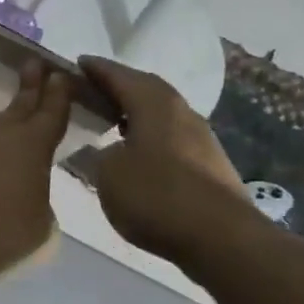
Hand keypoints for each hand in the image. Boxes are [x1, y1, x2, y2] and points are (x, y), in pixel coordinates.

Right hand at [78, 56, 262, 264]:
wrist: (225, 240)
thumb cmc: (157, 197)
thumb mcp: (109, 174)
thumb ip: (100, 154)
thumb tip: (107, 149)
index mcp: (154, 105)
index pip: (120, 76)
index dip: (97, 69)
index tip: (78, 63)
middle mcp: (181, 112)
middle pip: (147, 89)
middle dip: (120, 85)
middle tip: (93, 90)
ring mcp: (201, 138)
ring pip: (162, 113)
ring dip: (137, 111)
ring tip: (112, 119)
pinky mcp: (210, 164)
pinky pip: (171, 136)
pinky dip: (150, 135)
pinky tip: (138, 151)